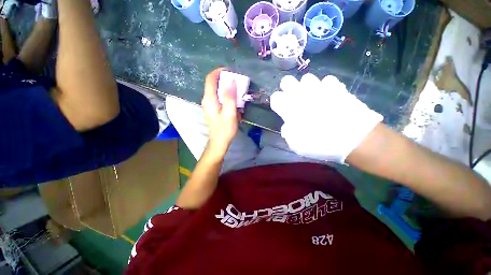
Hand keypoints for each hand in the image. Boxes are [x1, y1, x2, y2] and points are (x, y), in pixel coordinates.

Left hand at [202, 68, 238, 157]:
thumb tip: (231, 80)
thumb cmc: (225, 129)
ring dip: (226, 88)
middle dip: (224, 80)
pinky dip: (225, 96)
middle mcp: (206, 100)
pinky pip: (218, 98)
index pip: (210, 79)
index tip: (230, 71)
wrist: (219, 142)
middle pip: (213, 84)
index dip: (218, 72)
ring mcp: (208, 105)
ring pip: (216, 91)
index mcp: (209, 99)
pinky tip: (233, 101)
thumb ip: (230, 96)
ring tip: (236, 90)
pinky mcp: (212, 109)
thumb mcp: (230, 113)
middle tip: (236, 81)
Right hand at [270, 73, 382, 162]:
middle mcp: (301, 94)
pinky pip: (327, 80)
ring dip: (306, 87)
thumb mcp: (296, 145)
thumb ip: (287, 132)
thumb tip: (288, 126)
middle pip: (287, 80)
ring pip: (306, 78)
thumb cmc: (320, 143)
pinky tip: (328, 96)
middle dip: (287, 88)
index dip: (277, 102)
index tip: (281, 108)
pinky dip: (325, 87)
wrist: (354, 138)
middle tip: (293, 99)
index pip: (275, 97)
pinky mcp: (336, 87)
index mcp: (289, 108)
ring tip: (311, 97)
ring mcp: (319, 88)